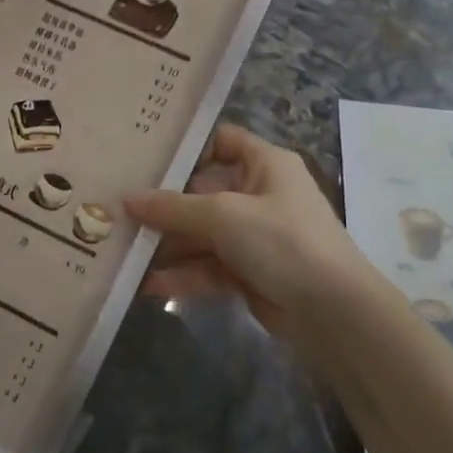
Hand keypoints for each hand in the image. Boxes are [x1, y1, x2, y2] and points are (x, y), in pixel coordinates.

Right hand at [124, 124, 373, 338]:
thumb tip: (126, 199)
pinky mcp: (249, 272)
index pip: (222, 141)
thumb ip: (173, 207)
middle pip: (203, 192)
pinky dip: (183, 275)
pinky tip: (149, 285)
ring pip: (202, 234)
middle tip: (119, 210)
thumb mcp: (224, 215)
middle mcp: (259, 194)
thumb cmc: (282, 241)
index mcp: (265, 164)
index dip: (188, 147)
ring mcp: (254, 236)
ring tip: (125, 252)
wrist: (333, 311)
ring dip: (168, 245)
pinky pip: (208, 267)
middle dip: (164, 205)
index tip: (146, 157)